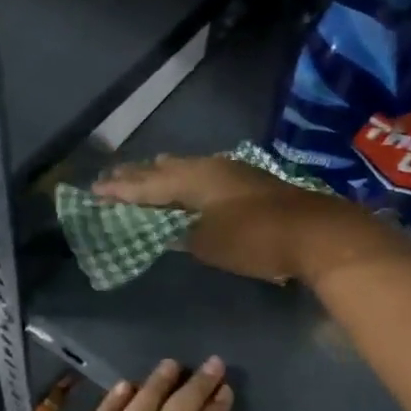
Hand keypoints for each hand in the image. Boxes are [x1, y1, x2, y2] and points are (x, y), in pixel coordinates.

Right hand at [93, 154, 372, 282]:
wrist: (315, 233)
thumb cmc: (255, 238)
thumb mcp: (209, 242)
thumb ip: (184, 233)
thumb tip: (174, 228)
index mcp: (194, 178)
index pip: (147, 184)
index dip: (121, 189)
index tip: (95, 190)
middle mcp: (210, 167)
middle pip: (166, 169)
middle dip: (139, 175)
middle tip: (112, 176)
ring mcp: (233, 172)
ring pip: (187, 168)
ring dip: (164, 173)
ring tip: (146, 171)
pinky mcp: (250, 182)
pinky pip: (204, 174)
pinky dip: (186, 178)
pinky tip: (189, 181)